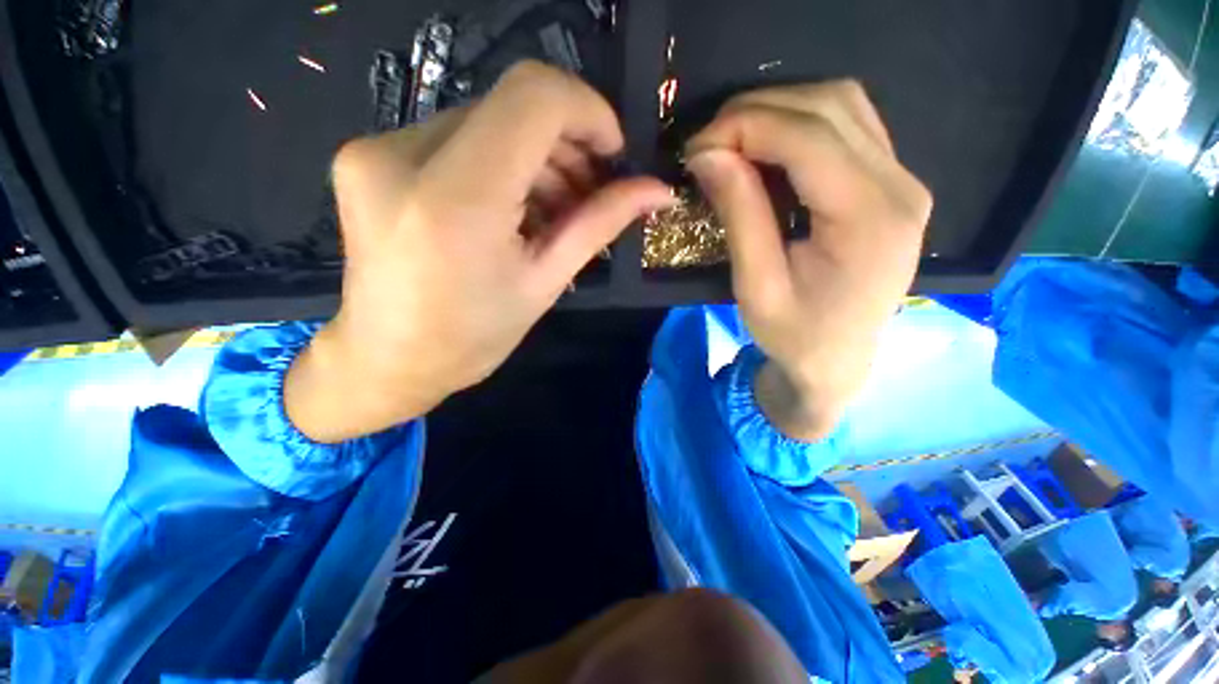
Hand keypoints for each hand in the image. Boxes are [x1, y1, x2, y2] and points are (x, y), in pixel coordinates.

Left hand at [286, 61, 674, 442]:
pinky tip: (511, 208)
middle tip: (587, 195)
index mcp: (456, 200)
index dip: (588, 111)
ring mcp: (376, 150)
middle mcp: (402, 155)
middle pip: (511, 107)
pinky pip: (456, 138)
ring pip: (485, 120)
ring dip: (532, 158)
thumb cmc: (473, 337)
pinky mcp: (369, 155)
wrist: (387, 360)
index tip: (612, 154)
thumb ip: (600, 224)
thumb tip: (657, 191)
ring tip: (551, 211)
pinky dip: (497, 163)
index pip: (534, 97)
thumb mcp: (545, 283)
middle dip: (565, 145)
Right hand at [686, 81, 931, 440]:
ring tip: (731, 143)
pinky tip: (767, 150)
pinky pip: (848, 126)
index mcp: (869, 219)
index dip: (745, 127)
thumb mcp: (756, 286)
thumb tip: (707, 155)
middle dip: (757, 111)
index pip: (808, 137)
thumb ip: (739, 214)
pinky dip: (799, 124)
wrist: (838, 361)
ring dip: (778, 111)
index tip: (696, 148)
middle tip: (708, 144)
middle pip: (830, 106)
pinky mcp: (891, 184)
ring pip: (842, 105)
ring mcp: (902, 181)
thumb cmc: (794, 336)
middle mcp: (899, 186)